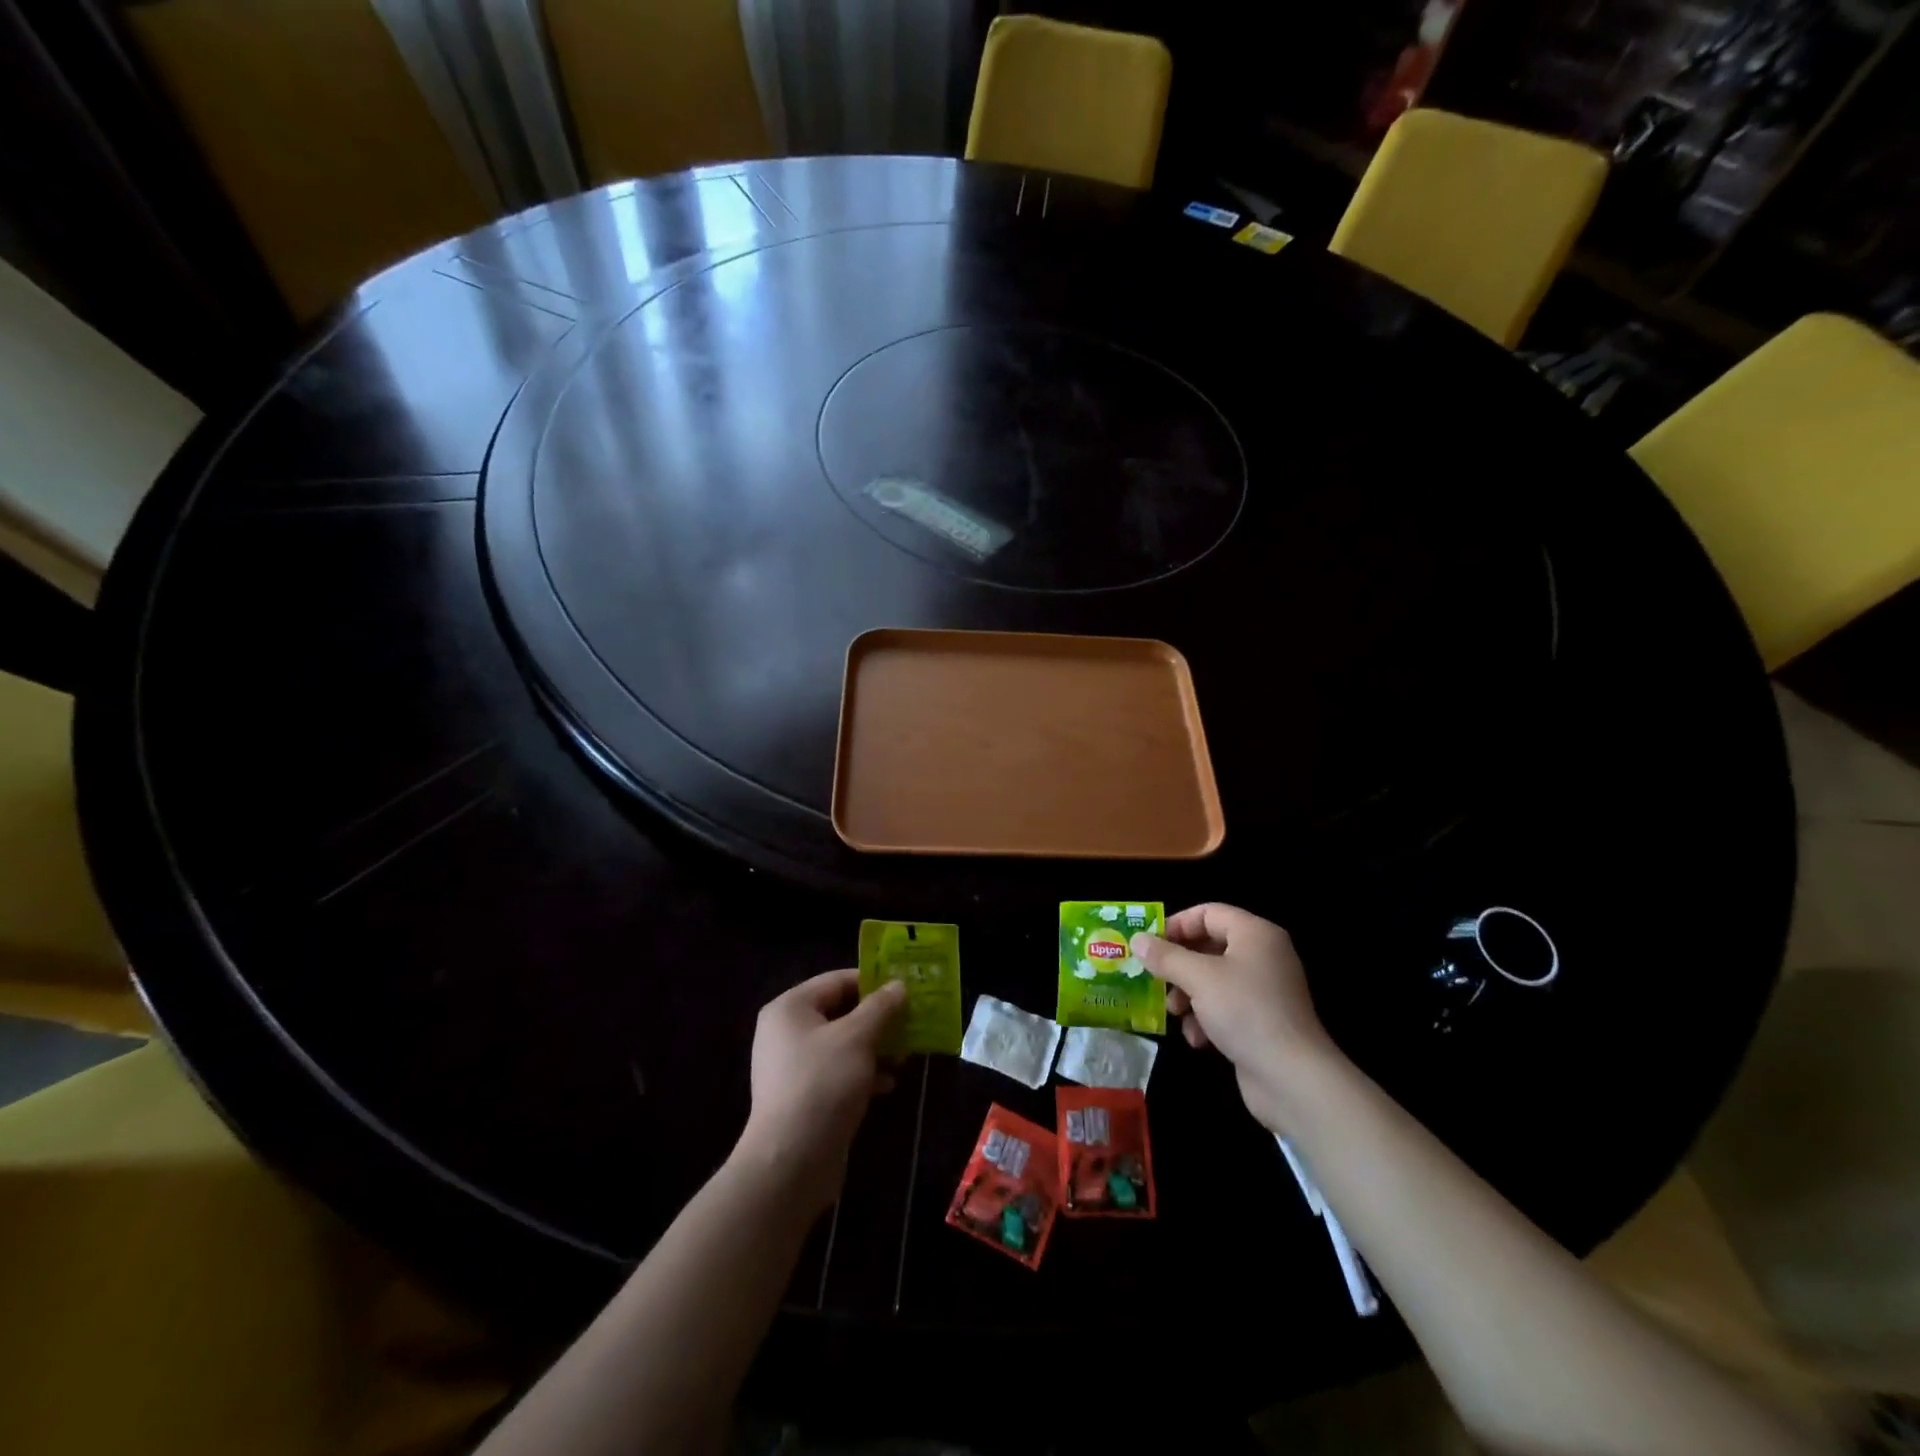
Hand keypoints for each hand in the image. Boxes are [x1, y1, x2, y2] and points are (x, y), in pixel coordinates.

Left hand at [735, 969, 905, 1215]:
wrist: (791, 1162)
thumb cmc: (823, 1084)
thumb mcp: (858, 1038)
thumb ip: (881, 1007)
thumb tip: (898, 985)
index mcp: (791, 1008)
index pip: (838, 980)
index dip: (873, 982)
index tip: (906, 989)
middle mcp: (787, 1031)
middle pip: (841, 1012)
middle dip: (879, 1019)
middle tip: (912, 1022)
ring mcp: (793, 1066)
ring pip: (843, 1044)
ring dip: (876, 1047)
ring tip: (906, 1055)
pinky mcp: (804, 1096)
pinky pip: (838, 1071)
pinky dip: (864, 1072)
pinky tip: (888, 1084)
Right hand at [1131, 903, 1340, 1132]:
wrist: (1293, 1078)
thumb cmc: (1245, 1011)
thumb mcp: (1198, 978)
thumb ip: (1165, 956)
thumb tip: (1137, 940)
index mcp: (1255, 934)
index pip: (1209, 913)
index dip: (1177, 924)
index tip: (1150, 944)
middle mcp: (1263, 956)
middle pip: (1209, 946)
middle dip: (1179, 965)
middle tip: (1154, 978)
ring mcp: (1265, 990)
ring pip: (1214, 979)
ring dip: (1189, 994)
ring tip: (1174, 1013)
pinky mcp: (1263, 1021)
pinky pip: (1226, 1007)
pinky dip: (1207, 1018)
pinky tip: (1198, 1039)